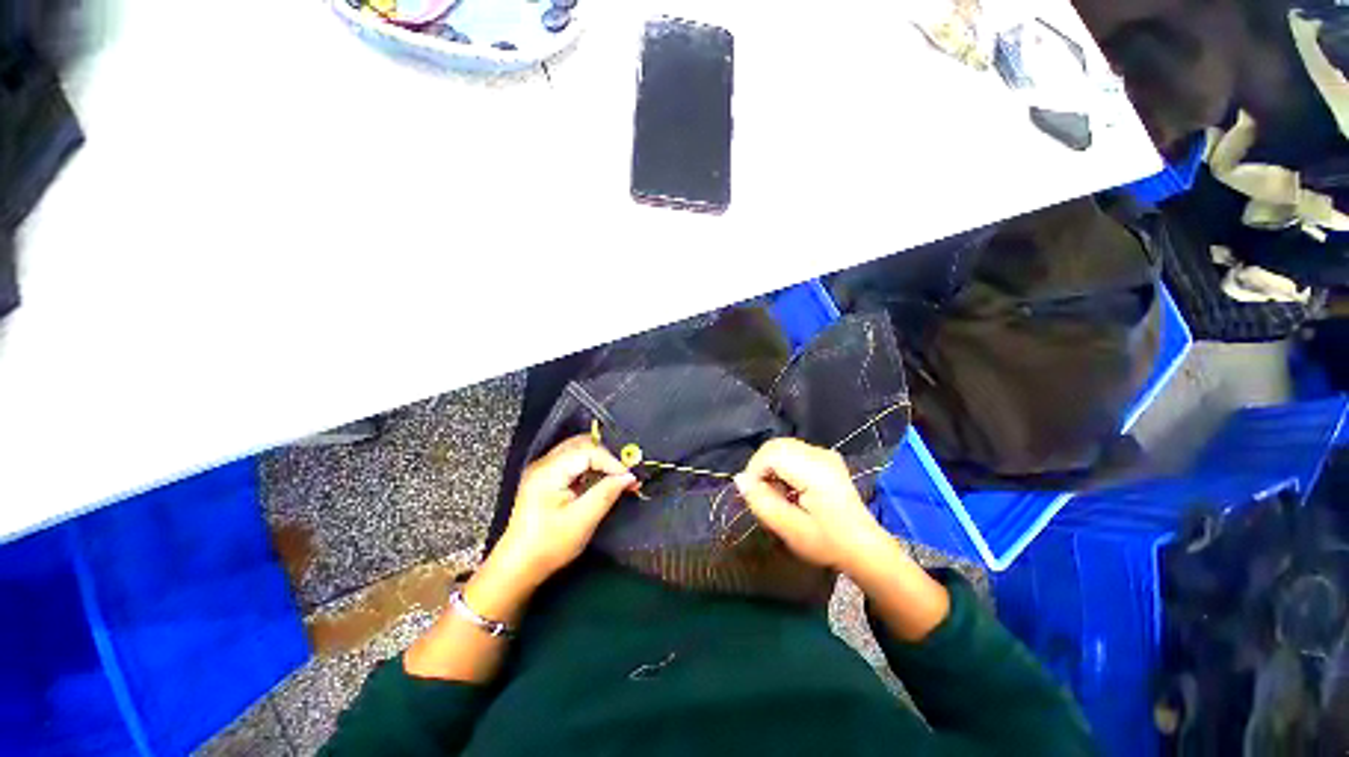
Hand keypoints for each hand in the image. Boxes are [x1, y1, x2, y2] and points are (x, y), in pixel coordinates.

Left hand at [493, 435, 635, 585]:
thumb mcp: (582, 521)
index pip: (588, 451)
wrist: (518, 567)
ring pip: (578, 450)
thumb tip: (629, 477)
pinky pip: (573, 461)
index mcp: (549, 471)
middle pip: (582, 444)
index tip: (629, 477)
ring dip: (600, 460)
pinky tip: (601, 480)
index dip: (612, 461)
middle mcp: (544, 464)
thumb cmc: (548, 546)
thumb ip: (607, 494)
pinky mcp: (546, 478)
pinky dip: (591, 466)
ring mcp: (544, 470)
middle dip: (607, 456)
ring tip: (617, 476)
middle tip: (625, 473)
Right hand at [733, 438, 887, 572]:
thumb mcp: (790, 530)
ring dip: (771, 468)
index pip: (770, 453)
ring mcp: (824, 453)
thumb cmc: (828, 542)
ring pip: (781, 447)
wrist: (864, 548)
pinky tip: (790, 489)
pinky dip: (782, 467)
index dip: (754, 471)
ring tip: (778, 495)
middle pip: (775, 446)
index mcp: (814, 470)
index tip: (755, 496)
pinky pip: (792, 452)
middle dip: (761, 468)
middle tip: (765, 496)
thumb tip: (739, 479)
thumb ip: (761, 502)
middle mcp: (819, 454)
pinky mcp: (825, 458)